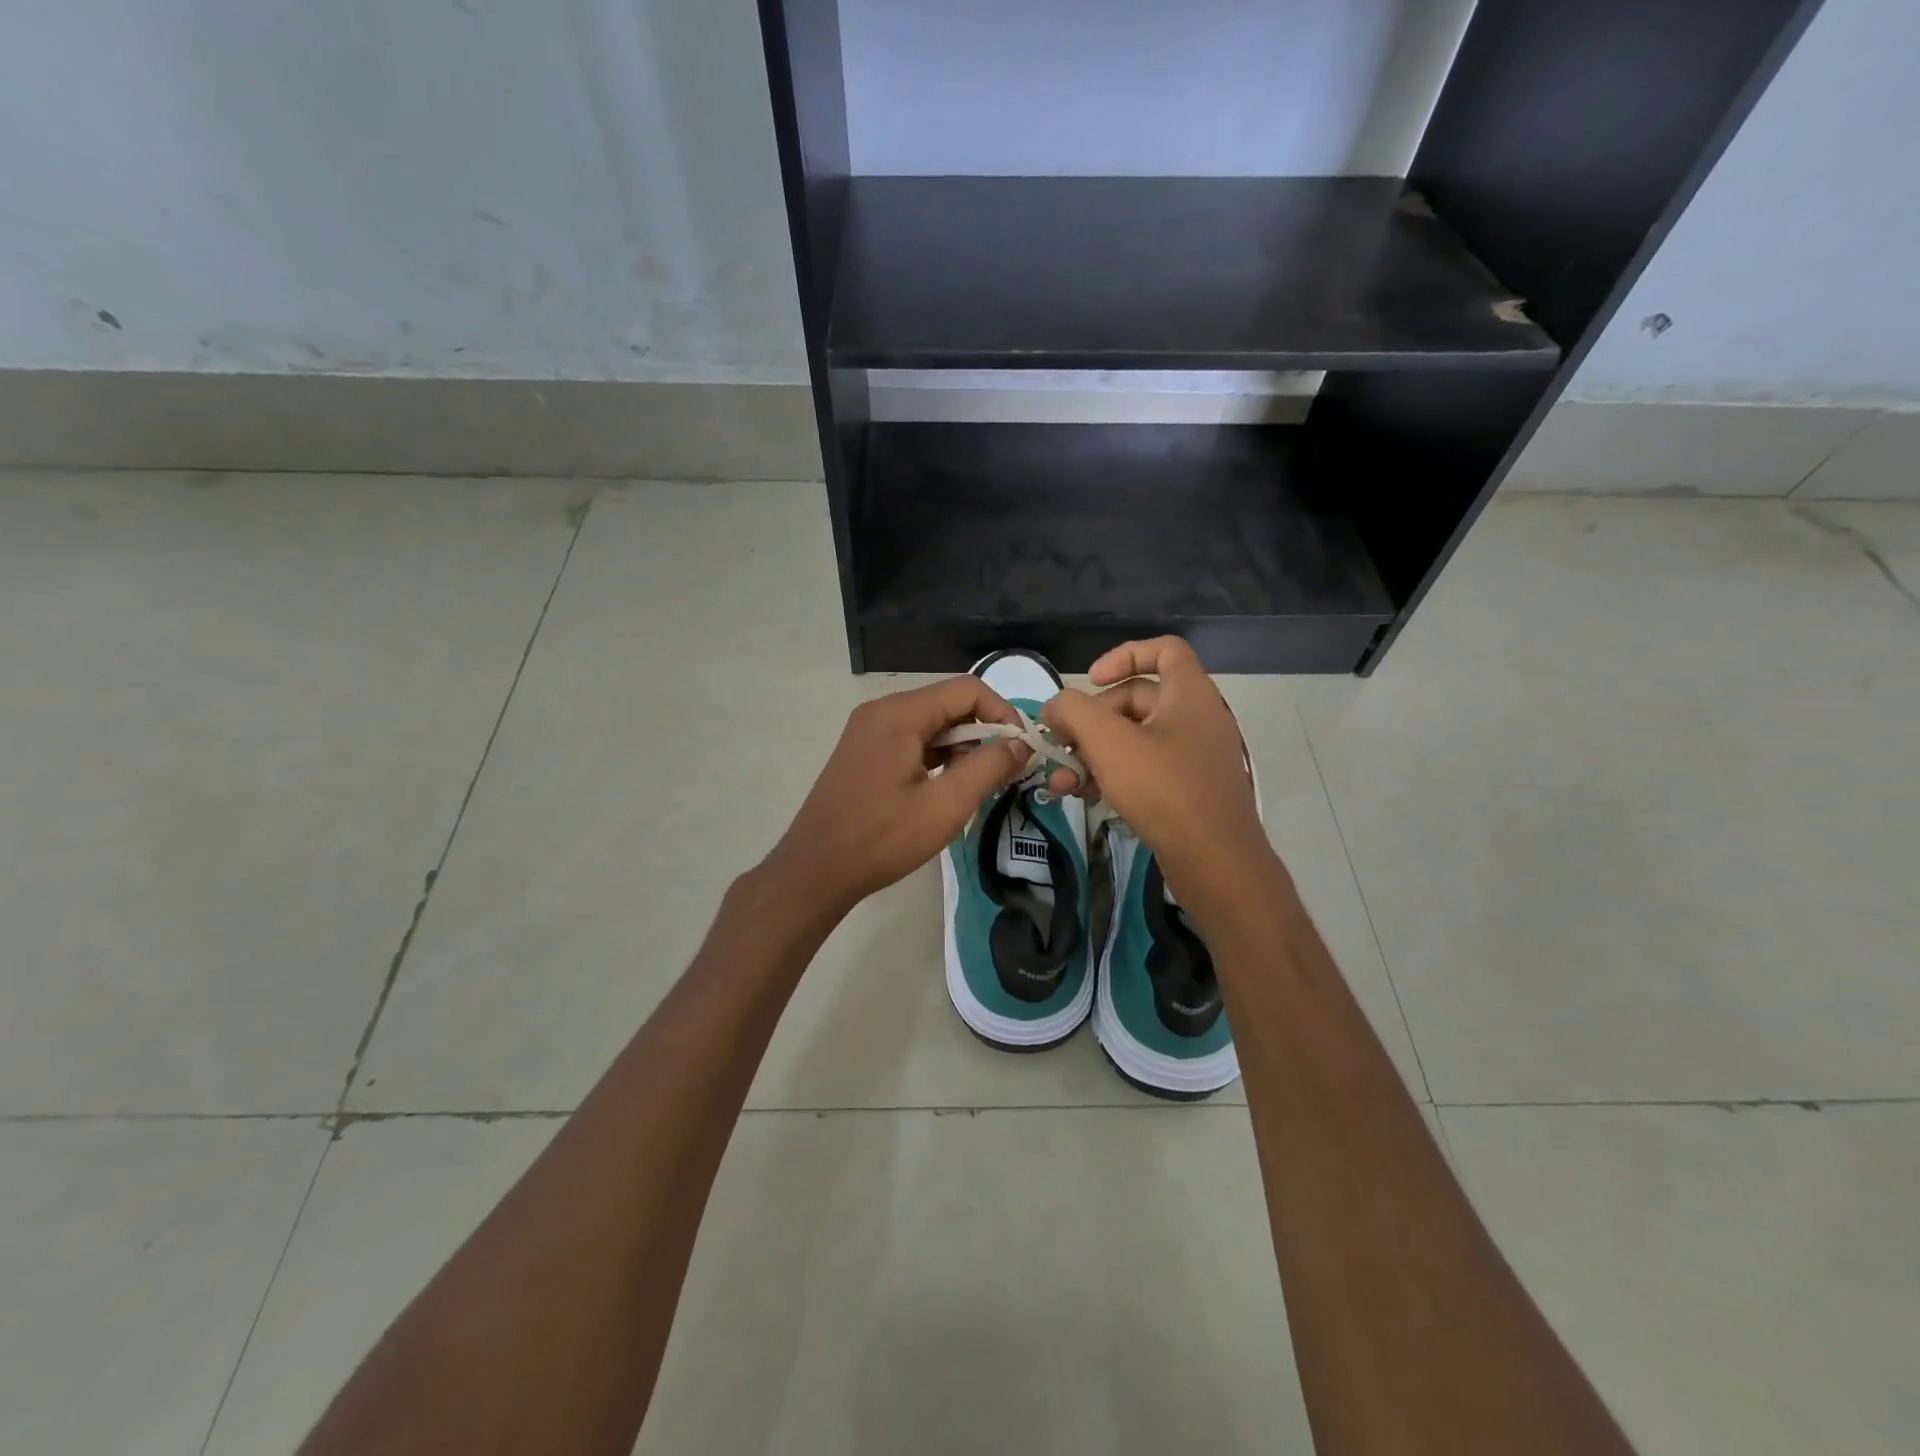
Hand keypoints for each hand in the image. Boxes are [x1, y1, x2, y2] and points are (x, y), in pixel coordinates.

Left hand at [762, 676, 1033, 918]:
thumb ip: (989, 767)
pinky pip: (913, 741)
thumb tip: (1021, 744)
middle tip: (1007, 772)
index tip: (1022, 751)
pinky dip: (939, 757)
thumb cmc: (882, 838)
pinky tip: (950, 788)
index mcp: (899, 713)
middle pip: (949, 704)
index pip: (968, 690)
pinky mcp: (865, 752)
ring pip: (932, 724)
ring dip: (964, 748)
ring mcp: (869, 731)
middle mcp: (882, 711)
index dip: (1003, 714)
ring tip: (982, 785)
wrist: (815, 870)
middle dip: (985, 733)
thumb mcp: (945, 805)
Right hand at [1040, 638, 1272, 909]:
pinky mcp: (1188, 790)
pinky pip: (1144, 768)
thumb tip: (1055, 706)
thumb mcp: (1108, 742)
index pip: (1164, 650)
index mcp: (1189, 694)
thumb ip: (1073, 712)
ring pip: (1134, 739)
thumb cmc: (1163, 789)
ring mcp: (1194, 756)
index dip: (1124, 655)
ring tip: (1062, 780)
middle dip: (1092, 719)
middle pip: (1137, 699)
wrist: (1215, 861)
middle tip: (1062, 742)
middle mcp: (1197, 718)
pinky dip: (1112, 775)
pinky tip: (1082, 796)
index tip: (1090, 682)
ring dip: (1093, 753)